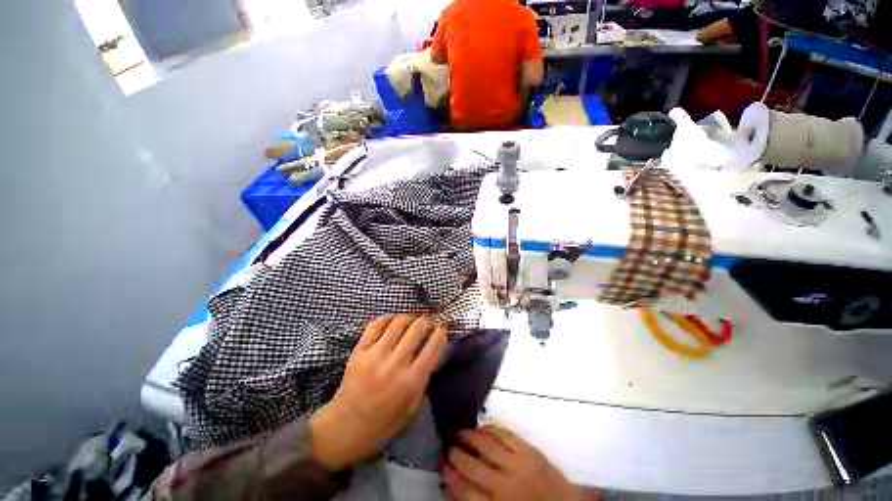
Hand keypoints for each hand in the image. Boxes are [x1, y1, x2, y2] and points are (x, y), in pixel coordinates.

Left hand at [309, 315, 447, 471]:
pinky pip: (375, 325)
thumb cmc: (384, 423)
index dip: (440, 334)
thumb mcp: (413, 408)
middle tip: (428, 323)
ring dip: (409, 318)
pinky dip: (387, 319)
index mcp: (410, 382)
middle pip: (416, 329)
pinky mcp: (359, 352)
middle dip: (426, 322)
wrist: (345, 428)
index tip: (442, 330)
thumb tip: (431, 353)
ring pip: (398, 323)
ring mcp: (375, 356)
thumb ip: (424, 380)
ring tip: (411, 321)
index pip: (432, 348)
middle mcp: (394, 365)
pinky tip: (392, 322)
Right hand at [443, 425, 585, 500]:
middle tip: (448, 446)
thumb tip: (456, 485)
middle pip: (472, 467)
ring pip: (486, 446)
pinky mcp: (529, 451)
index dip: (450, 477)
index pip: (465, 492)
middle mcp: (505, 486)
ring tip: (460, 432)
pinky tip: (482, 427)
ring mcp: (518, 465)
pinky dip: (490, 428)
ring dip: (470, 437)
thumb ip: (479, 500)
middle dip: (457, 455)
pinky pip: (505, 434)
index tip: (442, 465)